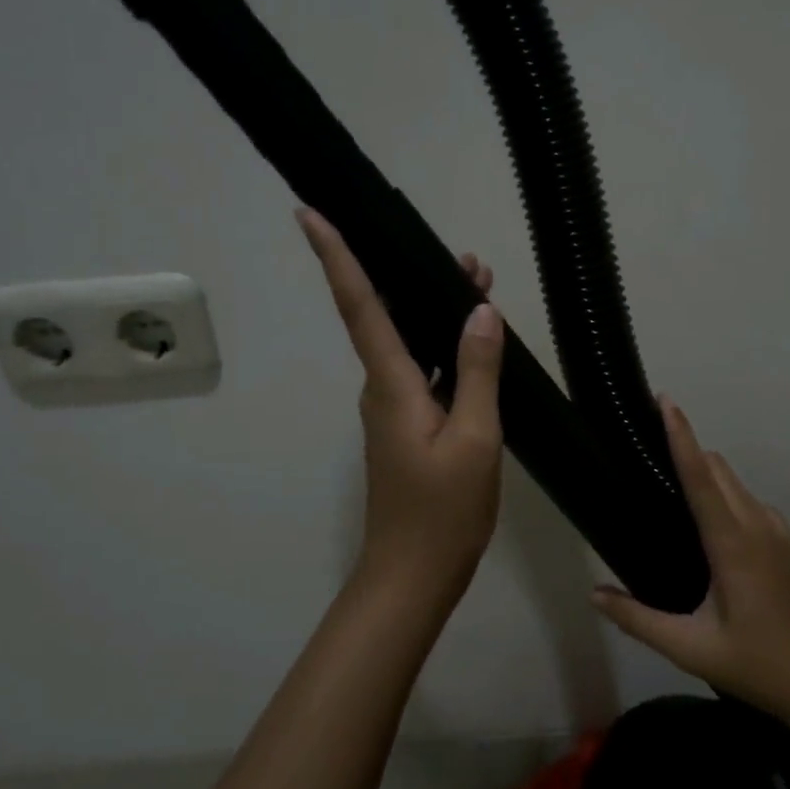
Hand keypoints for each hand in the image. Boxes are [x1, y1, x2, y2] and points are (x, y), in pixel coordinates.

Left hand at [296, 208, 505, 606]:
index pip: (359, 305)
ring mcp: (393, 408)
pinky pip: (421, 370)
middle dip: (409, 274)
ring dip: (433, 309)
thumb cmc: (442, 511)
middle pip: (385, 314)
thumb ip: (477, 372)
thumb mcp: (475, 439)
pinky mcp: (407, 426)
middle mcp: (383, 387)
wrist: (412, 575)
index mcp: (391, 383)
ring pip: (408, 341)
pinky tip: (474, 341)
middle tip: (462, 254)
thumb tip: (480, 311)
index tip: (310, 214)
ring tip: (479, 281)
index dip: (335, 257)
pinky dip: (444, 346)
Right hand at [591, 395, 789, 720]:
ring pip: (736, 483)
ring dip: (706, 472)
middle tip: (648, 447)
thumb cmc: (759, 666)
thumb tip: (594, 593)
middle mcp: (758, 525)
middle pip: (718, 468)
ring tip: (671, 485)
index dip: (681, 435)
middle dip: (687, 447)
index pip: (701, 476)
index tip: (666, 400)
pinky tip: (707, 525)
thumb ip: (638, 620)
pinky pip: (749, 501)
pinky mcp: (787, 545)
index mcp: (733, 543)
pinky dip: (724, 494)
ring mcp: (778, 533)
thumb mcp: (691, 649)